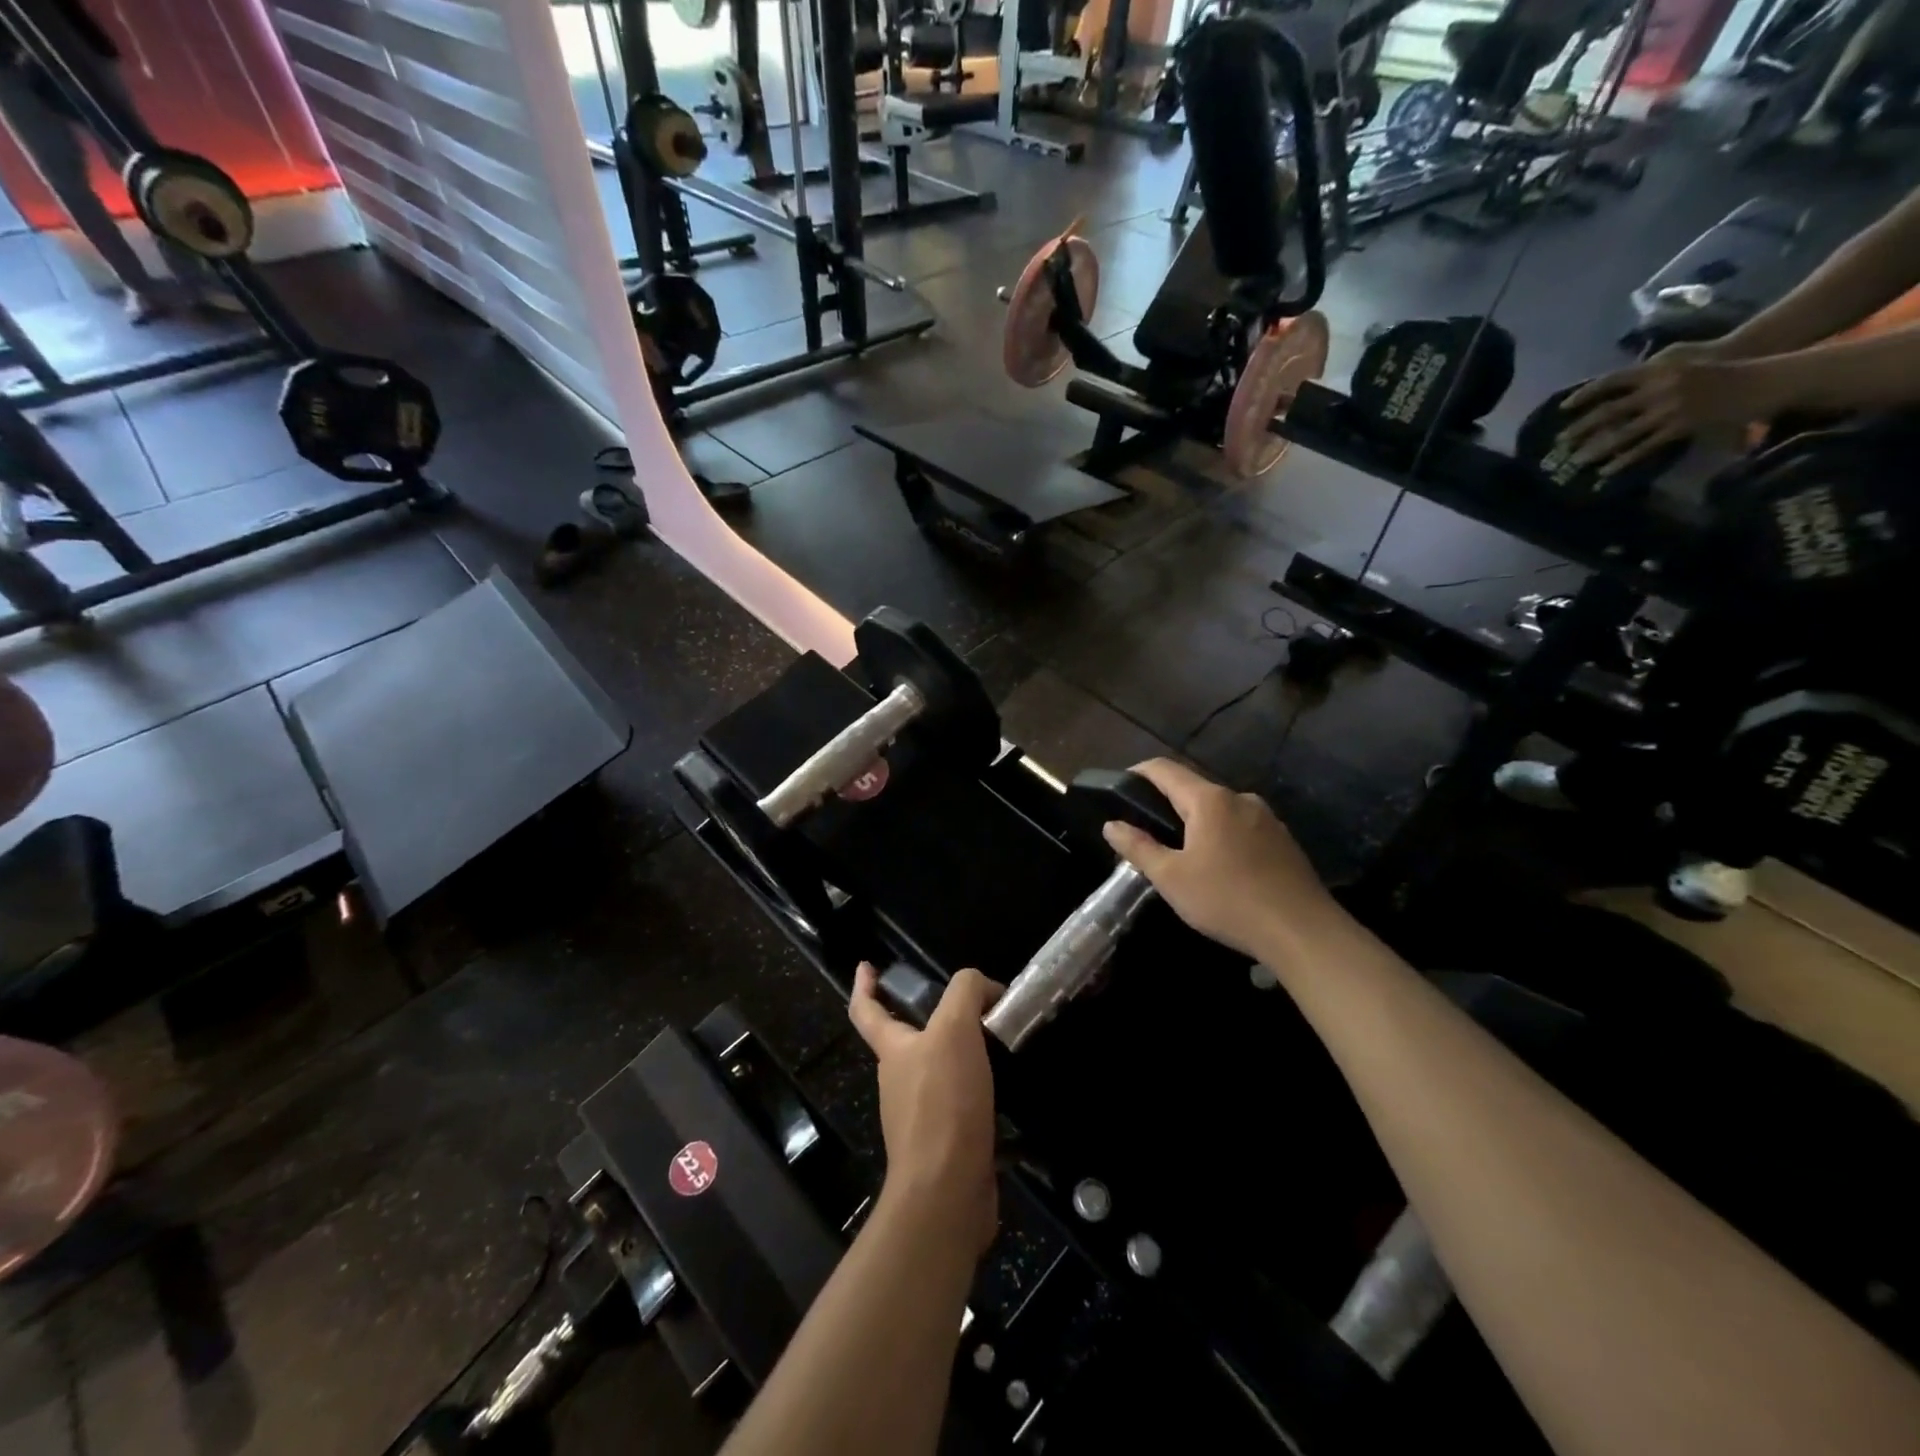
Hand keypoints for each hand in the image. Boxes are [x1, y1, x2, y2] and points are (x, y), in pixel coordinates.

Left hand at [848, 964, 1003, 1254]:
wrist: (947, 1190)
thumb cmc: (943, 1102)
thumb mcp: (955, 1030)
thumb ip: (965, 994)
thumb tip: (984, 987)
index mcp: (893, 1050)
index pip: (866, 1010)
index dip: (864, 986)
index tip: (867, 966)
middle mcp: (900, 1081)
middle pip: (907, 1041)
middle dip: (930, 1020)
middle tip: (969, 1006)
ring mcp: (920, 1117)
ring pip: (937, 1074)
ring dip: (960, 1056)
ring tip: (999, 1043)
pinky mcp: (946, 1144)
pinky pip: (962, 1106)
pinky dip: (981, 1091)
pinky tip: (1009, 1089)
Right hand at [1100, 759, 1345, 962]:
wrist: (1302, 931)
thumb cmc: (1228, 900)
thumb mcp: (1171, 878)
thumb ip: (1138, 847)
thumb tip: (1112, 825)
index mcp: (1209, 800)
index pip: (1165, 769)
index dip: (1139, 772)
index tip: (1121, 786)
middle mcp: (1240, 798)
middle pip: (1194, 789)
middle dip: (1167, 804)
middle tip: (1147, 832)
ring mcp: (1267, 818)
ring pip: (1220, 810)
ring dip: (1197, 823)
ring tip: (1183, 854)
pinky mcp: (1283, 840)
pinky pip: (1242, 827)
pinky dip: (1222, 836)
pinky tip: (1220, 868)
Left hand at [1556, 343, 1755, 474]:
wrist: (1761, 374)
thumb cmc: (1717, 363)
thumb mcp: (1679, 358)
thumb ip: (1648, 369)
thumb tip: (1617, 383)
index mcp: (1656, 369)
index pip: (1610, 381)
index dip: (1584, 395)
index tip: (1562, 409)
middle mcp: (1658, 388)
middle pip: (1608, 412)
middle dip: (1580, 429)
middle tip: (1558, 443)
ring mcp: (1669, 409)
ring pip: (1621, 434)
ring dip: (1595, 449)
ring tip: (1576, 461)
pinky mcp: (1681, 427)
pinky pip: (1644, 447)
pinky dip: (1623, 460)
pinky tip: (1606, 471)